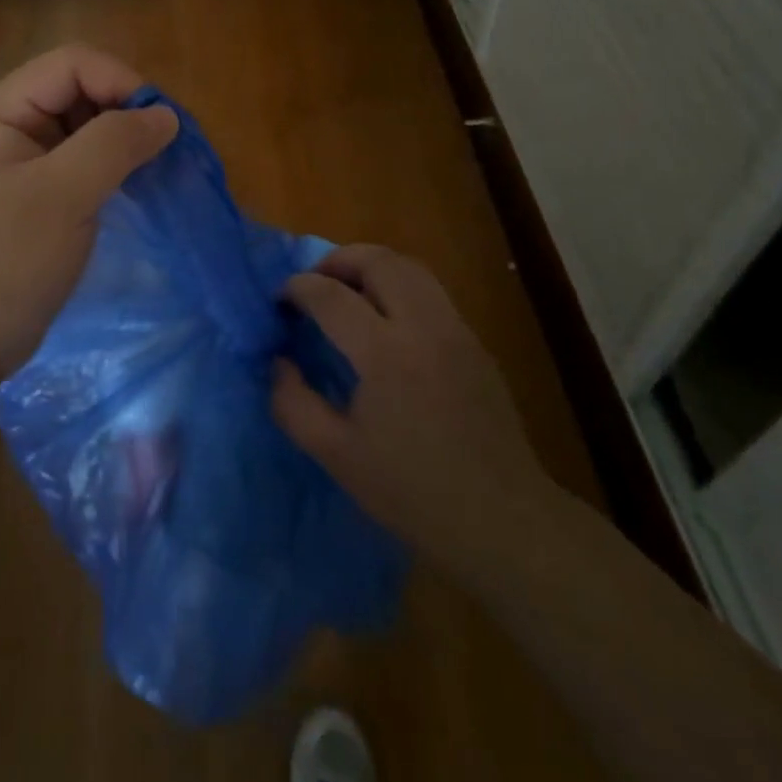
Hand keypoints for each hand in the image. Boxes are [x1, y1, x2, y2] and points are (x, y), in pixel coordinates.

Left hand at [0, 46, 178, 397]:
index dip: (121, 82)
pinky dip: (116, 166)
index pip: (73, 63)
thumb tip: (166, 116)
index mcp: (3, 110)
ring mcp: (27, 160)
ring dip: (125, 140)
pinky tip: (138, 187)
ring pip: (88, 126)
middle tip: (163, 150)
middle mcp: (13, 124)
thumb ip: (114, 145)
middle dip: (126, 111)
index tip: (160, 125)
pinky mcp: (42, 193)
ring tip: (157, 169)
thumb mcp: (62, 197)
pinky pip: (86, 161)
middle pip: (82, 89)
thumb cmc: (5, 262)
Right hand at [272, 245, 556, 571]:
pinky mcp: (475, 343)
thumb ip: (293, 403)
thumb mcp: (336, 455)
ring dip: (371, 267)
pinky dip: (398, 287)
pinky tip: (386, 322)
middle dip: (337, 260)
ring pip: (410, 267)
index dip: (297, 288)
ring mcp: (455, 330)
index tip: (279, 300)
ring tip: (347, 292)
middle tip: (314, 284)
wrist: (503, 521)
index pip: (330, 295)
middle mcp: (423, 326)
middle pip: (378, 261)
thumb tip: (279, 362)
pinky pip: (430, 292)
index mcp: (384, 354)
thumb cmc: (412, 492)